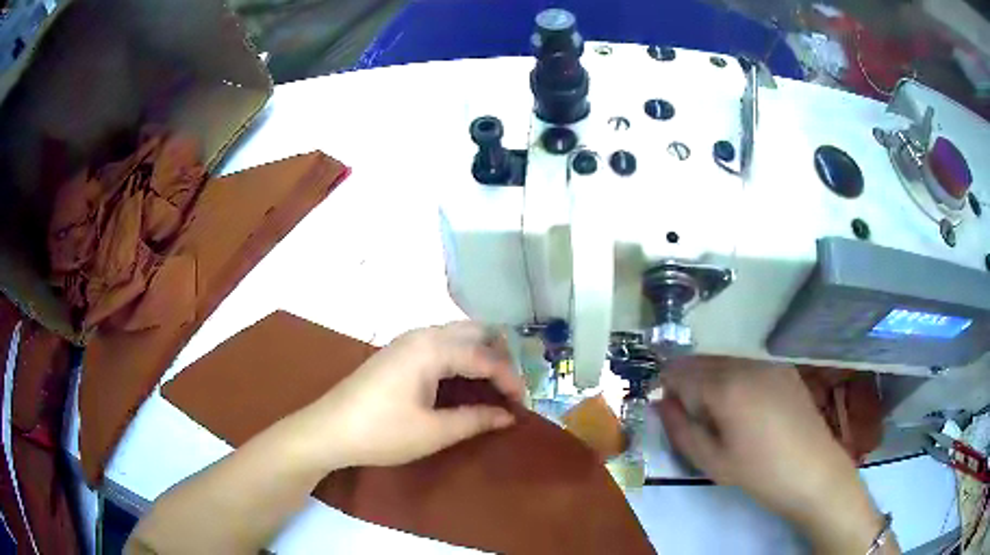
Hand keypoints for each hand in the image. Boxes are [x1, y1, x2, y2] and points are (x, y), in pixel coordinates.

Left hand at [303, 322, 524, 468]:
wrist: (329, 429)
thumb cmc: (382, 432)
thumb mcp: (434, 431)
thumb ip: (476, 419)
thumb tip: (508, 416)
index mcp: (433, 348)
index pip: (486, 356)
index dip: (510, 380)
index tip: (522, 405)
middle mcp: (423, 334)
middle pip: (475, 332)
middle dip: (499, 358)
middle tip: (508, 391)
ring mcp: (408, 340)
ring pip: (458, 334)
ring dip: (480, 355)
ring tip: (491, 387)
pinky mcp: (398, 351)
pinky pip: (441, 343)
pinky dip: (461, 356)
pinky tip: (462, 381)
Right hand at [656, 358, 893, 553]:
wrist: (814, 471)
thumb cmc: (759, 473)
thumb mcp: (712, 461)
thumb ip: (680, 429)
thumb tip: (660, 403)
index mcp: (726, 387)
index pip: (680, 372)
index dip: (666, 387)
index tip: (665, 408)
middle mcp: (746, 364)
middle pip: (702, 360)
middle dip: (686, 381)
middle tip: (686, 414)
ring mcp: (768, 363)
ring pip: (725, 360)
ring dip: (709, 378)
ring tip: (714, 413)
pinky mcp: (784, 369)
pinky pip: (747, 364)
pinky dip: (733, 377)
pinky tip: (742, 405)